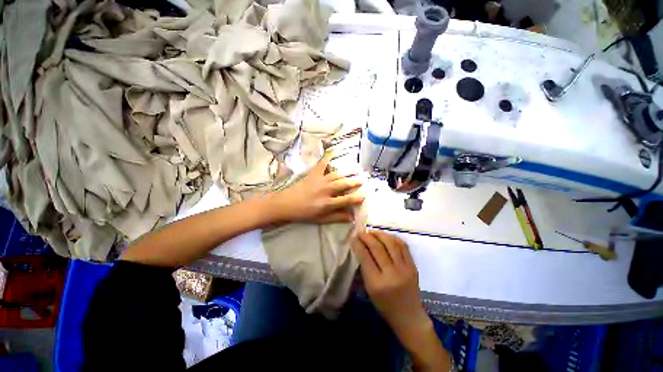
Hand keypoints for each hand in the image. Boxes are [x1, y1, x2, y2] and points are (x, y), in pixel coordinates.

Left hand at [272, 153, 364, 223]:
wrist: (286, 204)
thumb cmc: (304, 213)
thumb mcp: (321, 219)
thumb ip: (337, 217)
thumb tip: (351, 217)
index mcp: (327, 203)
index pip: (346, 200)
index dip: (356, 198)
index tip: (365, 195)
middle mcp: (325, 190)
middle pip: (343, 184)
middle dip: (354, 181)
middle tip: (363, 179)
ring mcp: (319, 180)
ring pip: (337, 175)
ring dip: (347, 172)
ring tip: (356, 169)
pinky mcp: (313, 174)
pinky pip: (322, 163)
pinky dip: (328, 156)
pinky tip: (334, 149)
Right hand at [352, 231, 450, 370]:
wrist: (409, 316)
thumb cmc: (384, 305)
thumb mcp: (369, 290)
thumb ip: (365, 268)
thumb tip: (360, 247)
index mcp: (377, 283)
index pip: (365, 257)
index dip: (358, 244)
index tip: (353, 237)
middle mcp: (391, 274)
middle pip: (377, 248)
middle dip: (367, 237)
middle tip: (361, 232)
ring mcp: (405, 269)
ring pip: (391, 244)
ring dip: (380, 234)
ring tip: (372, 232)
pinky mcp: (413, 266)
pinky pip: (403, 246)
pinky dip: (393, 238)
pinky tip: (386, 236)